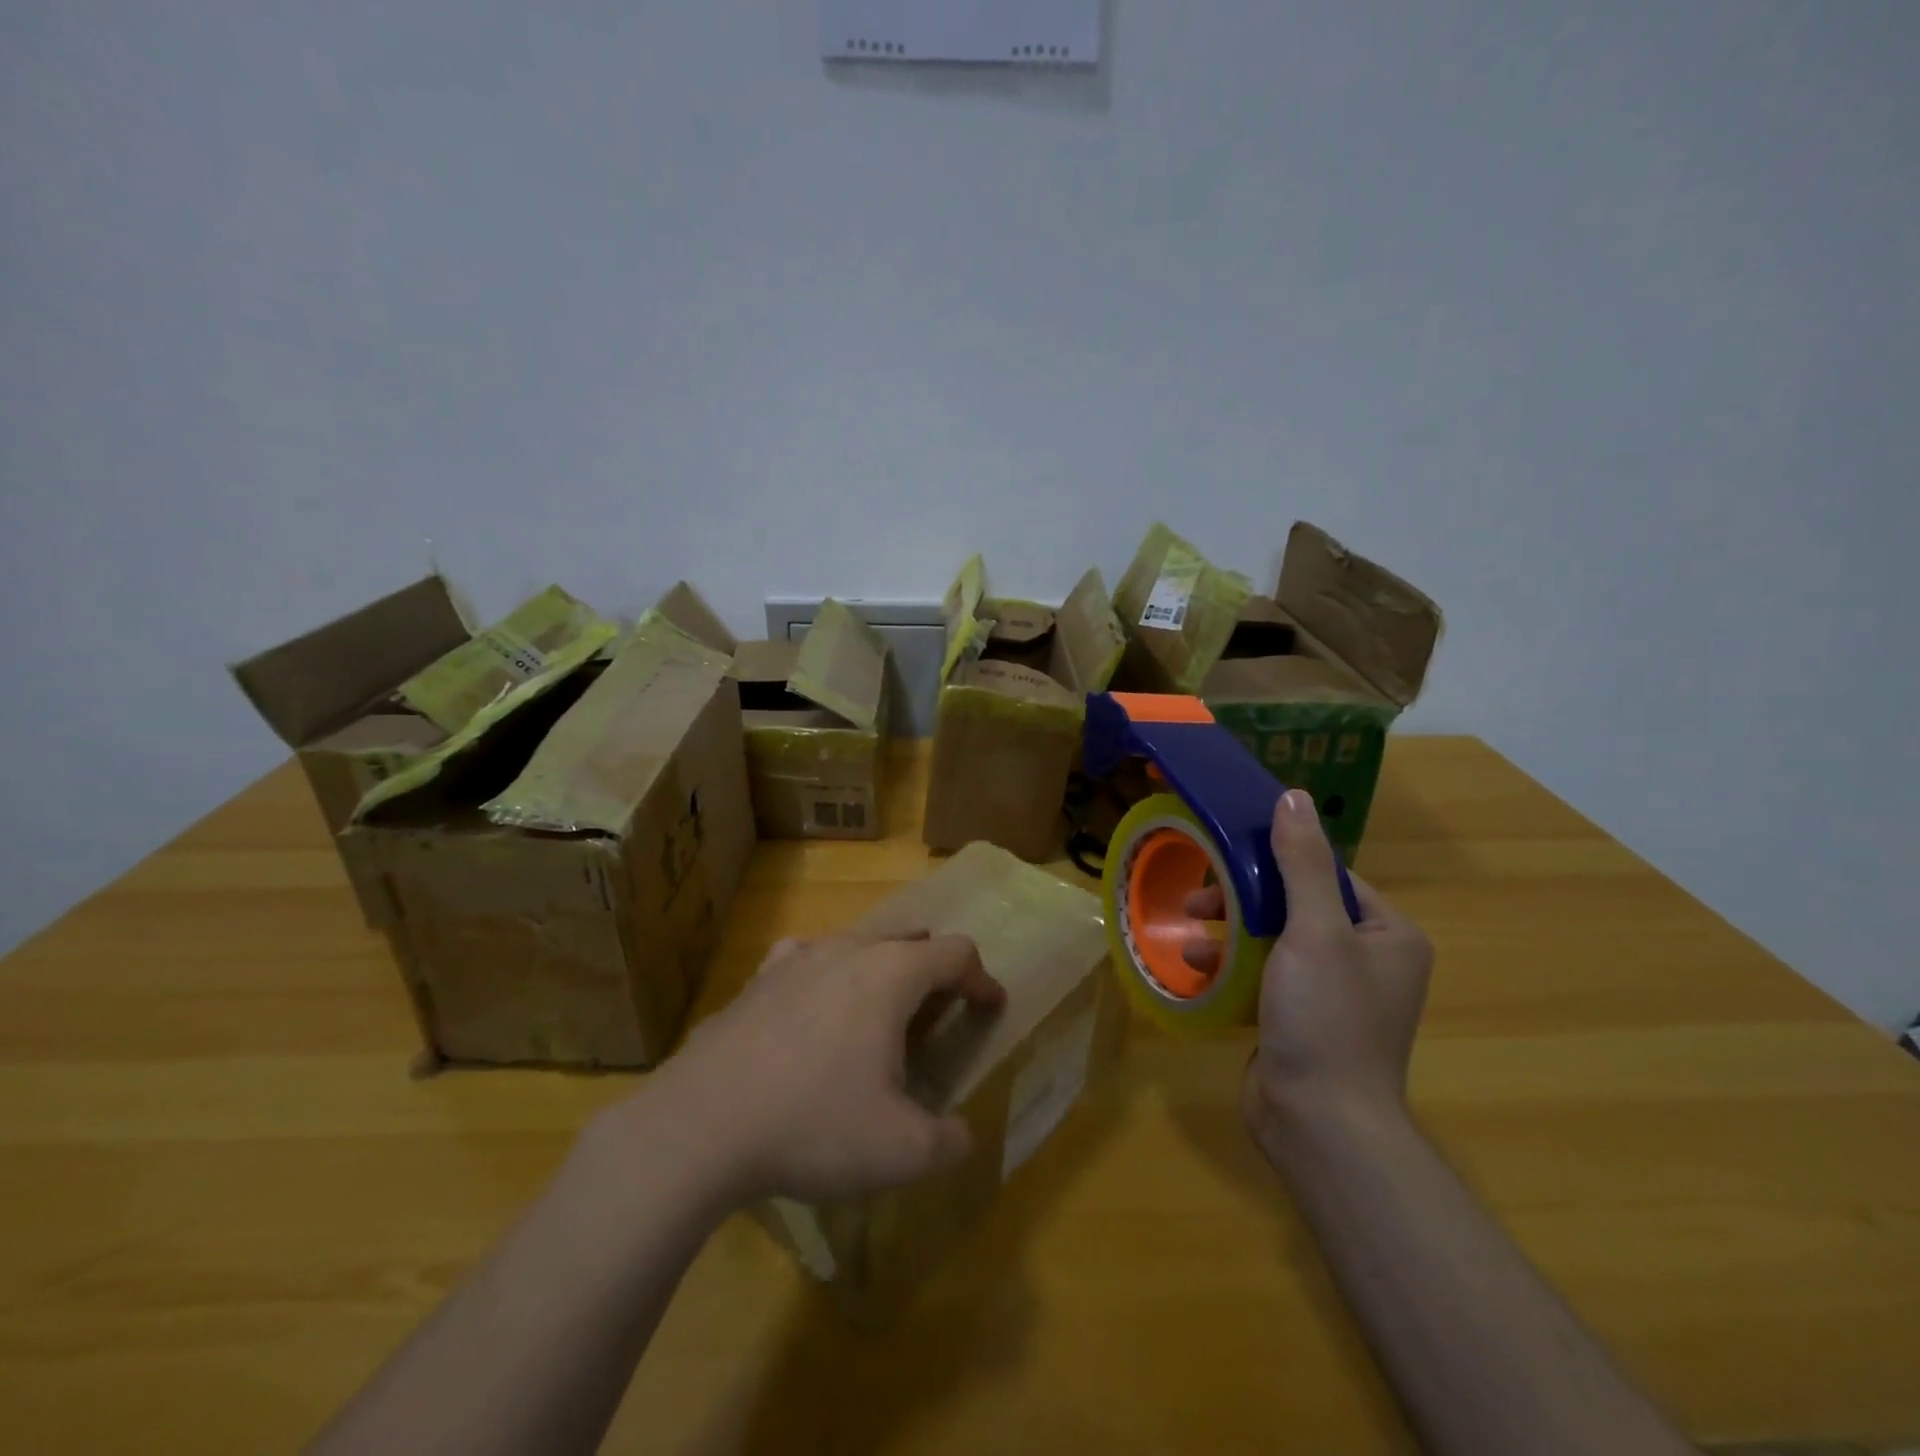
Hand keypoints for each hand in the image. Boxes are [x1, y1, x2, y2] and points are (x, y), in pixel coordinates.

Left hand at [648, 932, 1005, 1204]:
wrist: (700, 1125)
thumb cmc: (813, 1126)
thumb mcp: (901, 1151)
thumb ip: (949, 1141)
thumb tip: (962, 1135)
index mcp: (891, 974)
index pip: (956, 953)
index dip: (982, 979)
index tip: (991, 1008)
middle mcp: (848, 950)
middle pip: (909, 938)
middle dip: (934, 969)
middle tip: (939, 1011)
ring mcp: (796, 959)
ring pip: (856, 943)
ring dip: (882, 968)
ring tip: (880, 1011)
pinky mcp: (756, 979)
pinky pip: (806, 960)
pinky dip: (826, 975)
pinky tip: (814, 1005)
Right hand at [1181, 789, 1432, 1150]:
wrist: (1319, 1123)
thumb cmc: (1325, 1017)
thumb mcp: (1314, 931)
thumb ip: (1301, 863)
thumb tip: (1292, 796)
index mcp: (1388, 934)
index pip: (1328, 876)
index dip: (1277, 862)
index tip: (1229, 858)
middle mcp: (1368, 960)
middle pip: (1296, 906)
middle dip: (1244, 901)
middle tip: (1199, 899)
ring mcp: (1333, 993)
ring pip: (1274, 940)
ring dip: (1230, 932)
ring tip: (1189, 933)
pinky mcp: (1301, 1020)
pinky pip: (1264, 975)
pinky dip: (1231, 967)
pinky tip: (1196, 967)